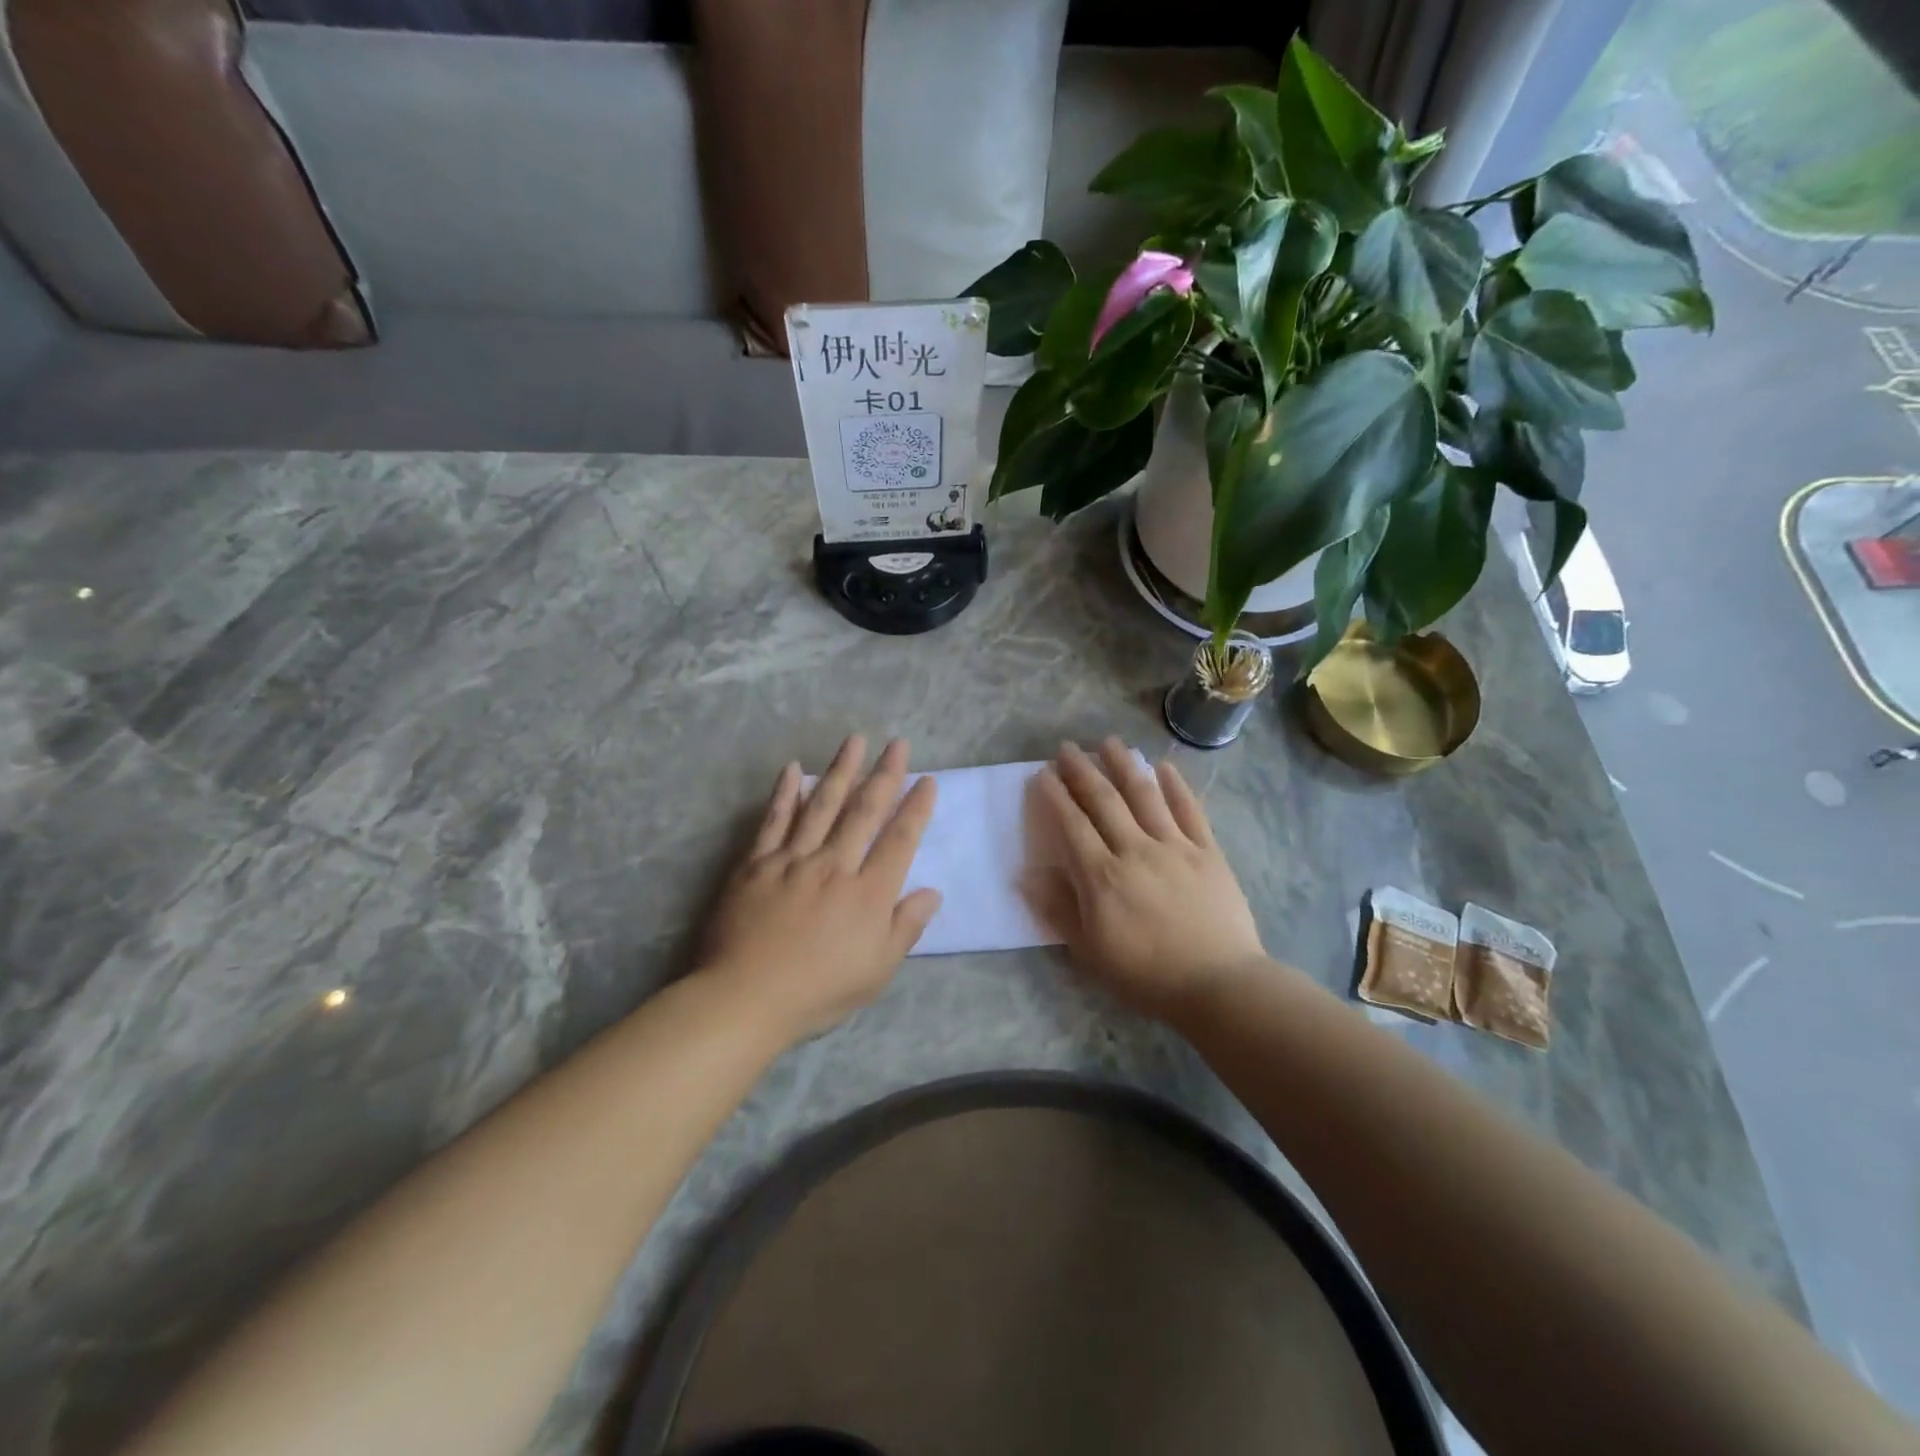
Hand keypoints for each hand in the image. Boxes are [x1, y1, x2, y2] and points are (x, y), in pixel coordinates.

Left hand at [700, 735, 940, 1042]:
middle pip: (864, 812)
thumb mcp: (877, 971)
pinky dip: (784, 792)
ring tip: (855, 741)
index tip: (928, 781)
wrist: (745, 998)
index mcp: (868, 893)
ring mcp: (792, 860)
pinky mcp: (757, 863)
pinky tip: (792, 768)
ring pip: (821, 805)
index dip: (916, 808)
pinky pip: (774, 820)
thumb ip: (906, 928)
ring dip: (841, 770)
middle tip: (898, 744)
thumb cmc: (818, 991)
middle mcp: (834, 865)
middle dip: (885, 775)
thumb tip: (932, 891)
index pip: (900, 840)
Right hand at [1032, 738, 1265, 1020]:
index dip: (1055, 796)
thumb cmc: (1146, 975)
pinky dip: (1176, 786)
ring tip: (1111, 742)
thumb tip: (1027, 874)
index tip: (1043, 773)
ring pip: (1145, 795)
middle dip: (1083, 771)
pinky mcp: (1208, 852)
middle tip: (1068, 748)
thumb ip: (1058, 910)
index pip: (1072, 824)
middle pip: (1105, 801)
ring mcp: (1175, 847)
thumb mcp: (1090, 953)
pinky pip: (1189, 811)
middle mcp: (1135, 850)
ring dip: (1125, 765)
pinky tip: (1164, 767)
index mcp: (1102, 876)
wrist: (1219, 985)